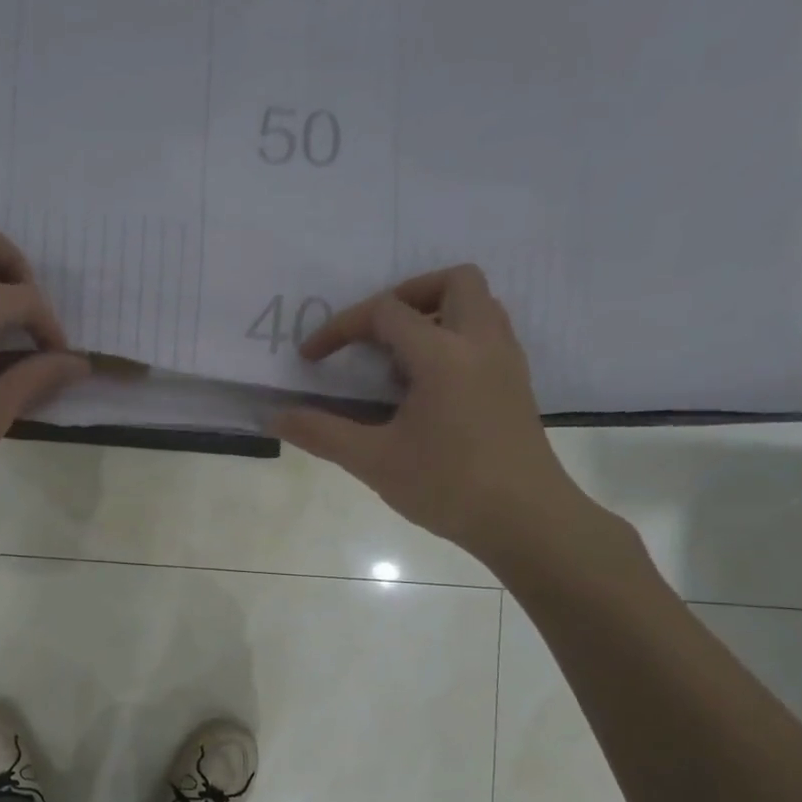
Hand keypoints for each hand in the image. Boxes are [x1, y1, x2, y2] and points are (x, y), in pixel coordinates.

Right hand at [270, 264, 591, 564]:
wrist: (525, 519)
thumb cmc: (447, 486)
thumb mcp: (373, 461)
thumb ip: (322, 433)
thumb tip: (276, 417)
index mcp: (444, 354)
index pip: (386, 313)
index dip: (341, 328)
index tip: (312, 358)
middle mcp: (481, 343)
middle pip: (453, 281)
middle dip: (405, 295)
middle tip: (373, 335)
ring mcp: (506, 361)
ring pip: (477, 305)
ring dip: (434, 314)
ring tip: (399, 360)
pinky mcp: (516, 384)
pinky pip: (486, 334)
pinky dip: (454, 339)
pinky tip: (428, 387)